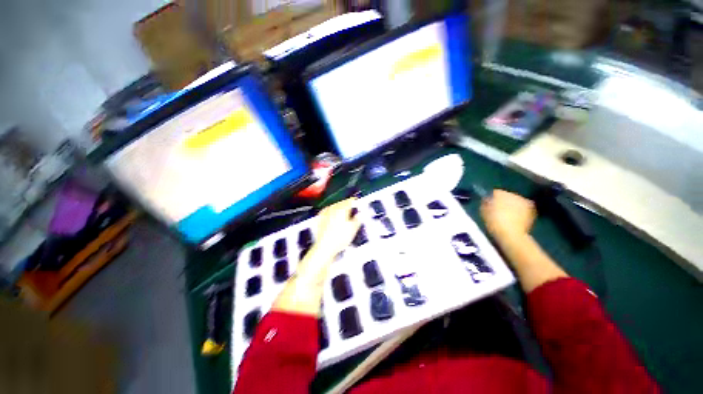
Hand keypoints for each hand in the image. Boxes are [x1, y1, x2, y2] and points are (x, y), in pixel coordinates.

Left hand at [272, 198, 360, 315]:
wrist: (324, 248)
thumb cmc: (339, 239)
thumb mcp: (353, 229)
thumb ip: (357, 220)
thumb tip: (360, 215)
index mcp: (342, 209)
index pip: (349, 201)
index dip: (354, 202)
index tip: (357, 202)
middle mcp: (332, 209)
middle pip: (341, 203)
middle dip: (347, 204)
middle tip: (352, 208)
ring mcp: (325, 214)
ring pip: (334, 206)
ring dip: (339, 207)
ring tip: (344, 212)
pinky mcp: (320, 219)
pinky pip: (327, 211)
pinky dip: (331, 211)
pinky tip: (333, 215)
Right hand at [480, 190, 535, 240]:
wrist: (511, 234)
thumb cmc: (494, 222)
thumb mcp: (483, 212)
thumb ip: (485, 203)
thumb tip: (487, 200)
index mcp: (500, 193)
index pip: (495, 192)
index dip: (492, 199)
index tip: (489, 205)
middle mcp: (513, 194)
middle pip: (507, 195)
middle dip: (504, 201)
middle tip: (499, 210)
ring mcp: (524, 201)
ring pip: (516, 201)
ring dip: (513, 206)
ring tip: (508, 216)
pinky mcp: (532, 209)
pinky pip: (523, 208)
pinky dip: (520, 211)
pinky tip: (516, 219)